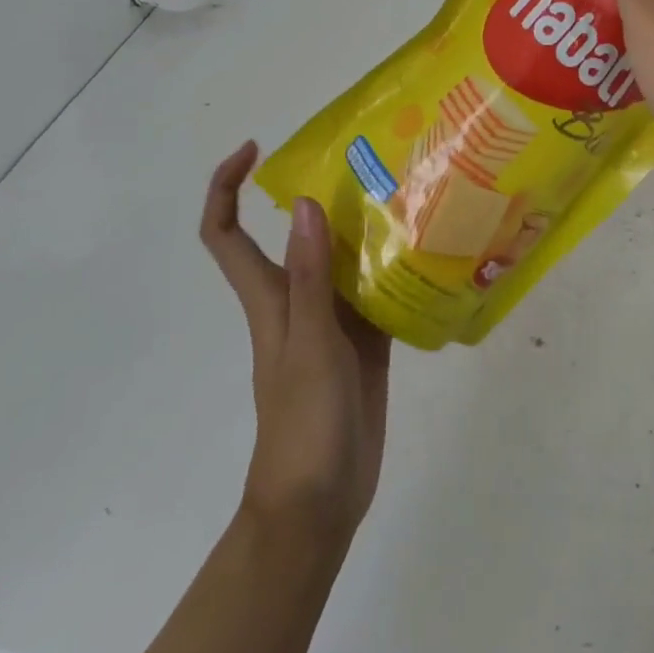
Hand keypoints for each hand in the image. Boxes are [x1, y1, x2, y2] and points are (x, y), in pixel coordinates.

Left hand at [199, 143, 390, 549]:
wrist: (320, 503)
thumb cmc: (303, 423)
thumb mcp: (310, 344)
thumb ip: (308, 276)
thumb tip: (301, 203)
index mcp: (269, 296)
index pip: (226, 232)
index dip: (226, 186)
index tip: (254, 149)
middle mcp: (297, 298)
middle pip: (294, 234)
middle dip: (318, 193)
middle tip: (366, 162)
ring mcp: (331, 320)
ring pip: (340, 258)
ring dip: (363, 226)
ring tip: (406, 193)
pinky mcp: (363, 340)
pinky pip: (376, 290)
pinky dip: (394, 267)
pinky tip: (427, 250)